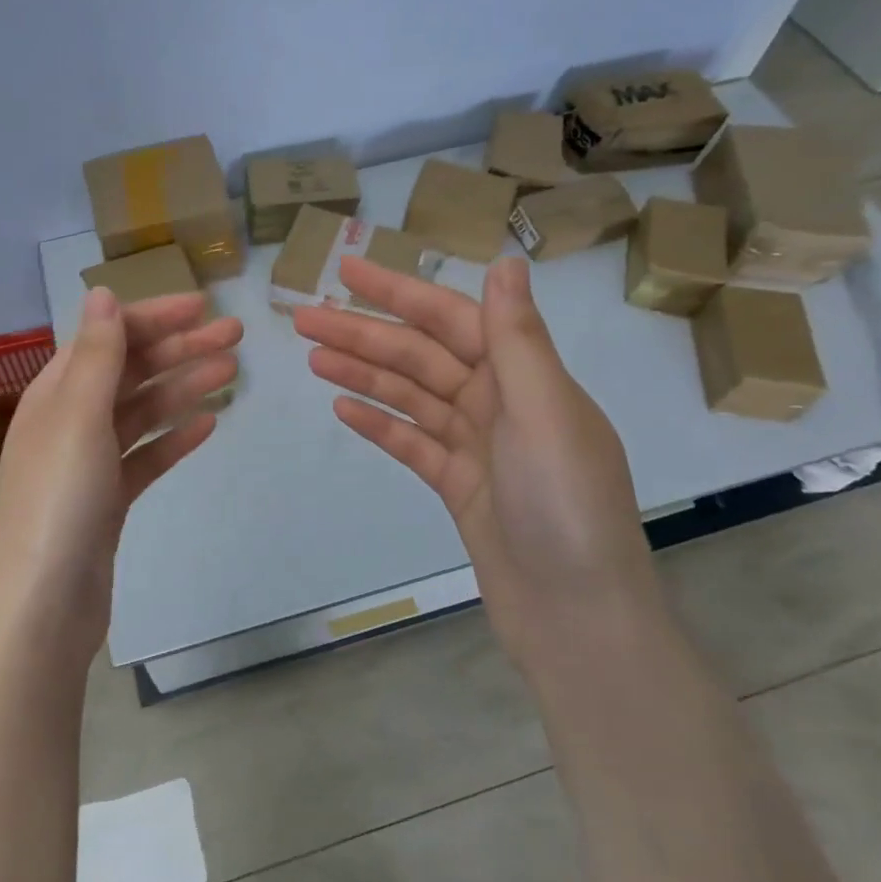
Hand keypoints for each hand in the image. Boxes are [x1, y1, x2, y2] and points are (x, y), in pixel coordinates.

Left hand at [0, 287, 242, 660]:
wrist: (42, 607)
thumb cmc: (58, 499)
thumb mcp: (77, 416)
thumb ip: (95, 354)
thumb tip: (101, 292)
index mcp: (57, 392)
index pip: (109, 337)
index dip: (155, 317)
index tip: (204, 306)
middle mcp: (70, 420)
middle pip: (131, 371)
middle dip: (180, 348)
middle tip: (236, 336)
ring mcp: (89, 463)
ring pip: (143, 412)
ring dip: (184, 387)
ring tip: (231, 372)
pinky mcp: (108, 501)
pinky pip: (146, 456)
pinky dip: (174, 438)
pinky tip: (208, 426)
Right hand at [293, 256, 653, 658]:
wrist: (577, 621)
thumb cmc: (565, 508)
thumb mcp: (544, 413)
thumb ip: (517, 339)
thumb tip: (507, 261)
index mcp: (523, 376)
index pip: (449, 317)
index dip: (397, 290)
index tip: (347, 270)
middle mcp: (500, 402)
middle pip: (419, 355)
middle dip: (363, 334)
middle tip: (303, 318)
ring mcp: (476, 446)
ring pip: (409, 396)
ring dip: (362, 374)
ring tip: (311, 357)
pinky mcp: (458, 485)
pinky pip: (411, 442)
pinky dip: (379, 423)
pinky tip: (342, 408)